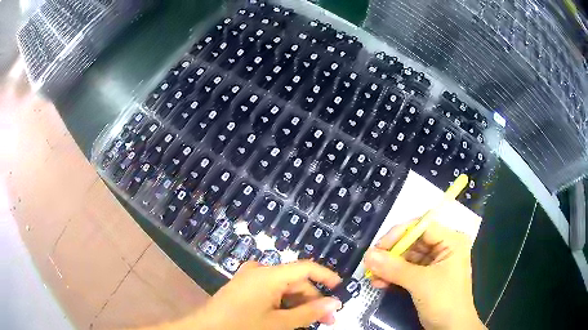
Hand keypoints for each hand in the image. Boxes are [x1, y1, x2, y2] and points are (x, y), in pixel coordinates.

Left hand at [187, 261, 341, 329]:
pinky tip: (289, 319)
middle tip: (326, 320)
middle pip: (295, 281)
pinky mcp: (244, 287)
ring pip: (283, 289)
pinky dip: (283, 304)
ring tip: (308, 323)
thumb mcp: (279, 323)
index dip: (326, 276)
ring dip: (298, 305)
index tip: (341, 290)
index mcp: (268, 275)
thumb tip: (335, 303)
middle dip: (312, 300)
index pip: (305, 267)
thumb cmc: (242, 326)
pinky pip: (271, 292)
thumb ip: (309, 313)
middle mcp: (259, 271)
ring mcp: (249, 278)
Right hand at [364, 220, 485, 329]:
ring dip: (389, 267)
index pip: (422, 227)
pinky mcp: (426, 277)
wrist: (450, 328)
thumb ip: (394, 268)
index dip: (399, 234)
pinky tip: (379, 283)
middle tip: (370, 264)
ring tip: (371, 277)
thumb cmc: (444, 300)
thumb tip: (368, 255)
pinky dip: (393, 276)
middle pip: (413, 242)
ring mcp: (435, 264)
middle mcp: (444, 248)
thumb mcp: (420, 283)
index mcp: (451, 241)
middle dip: (391, 254)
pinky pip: (407, 271)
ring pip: (407, 258)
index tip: (378, 248)